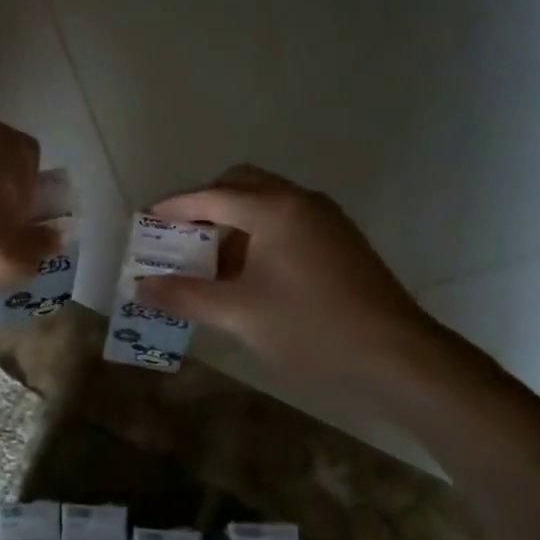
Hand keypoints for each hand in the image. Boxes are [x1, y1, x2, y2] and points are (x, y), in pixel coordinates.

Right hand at [139, 166, 460, 399]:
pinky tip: (248, 273)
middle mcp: (300, 201)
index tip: (145, 218)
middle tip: (178, 237)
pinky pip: (285, 221)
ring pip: (265, 202)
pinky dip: (257, 234)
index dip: (174, 207)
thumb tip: (142, 287)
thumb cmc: (311, 328)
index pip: (211, 196)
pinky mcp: (338, 239)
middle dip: (204, 205)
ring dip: (231, 221)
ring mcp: (324, 218)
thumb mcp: (239, 315)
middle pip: (240, 185)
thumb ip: (186, 296)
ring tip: (208, 261)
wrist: (397, 354)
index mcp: (274, 209)